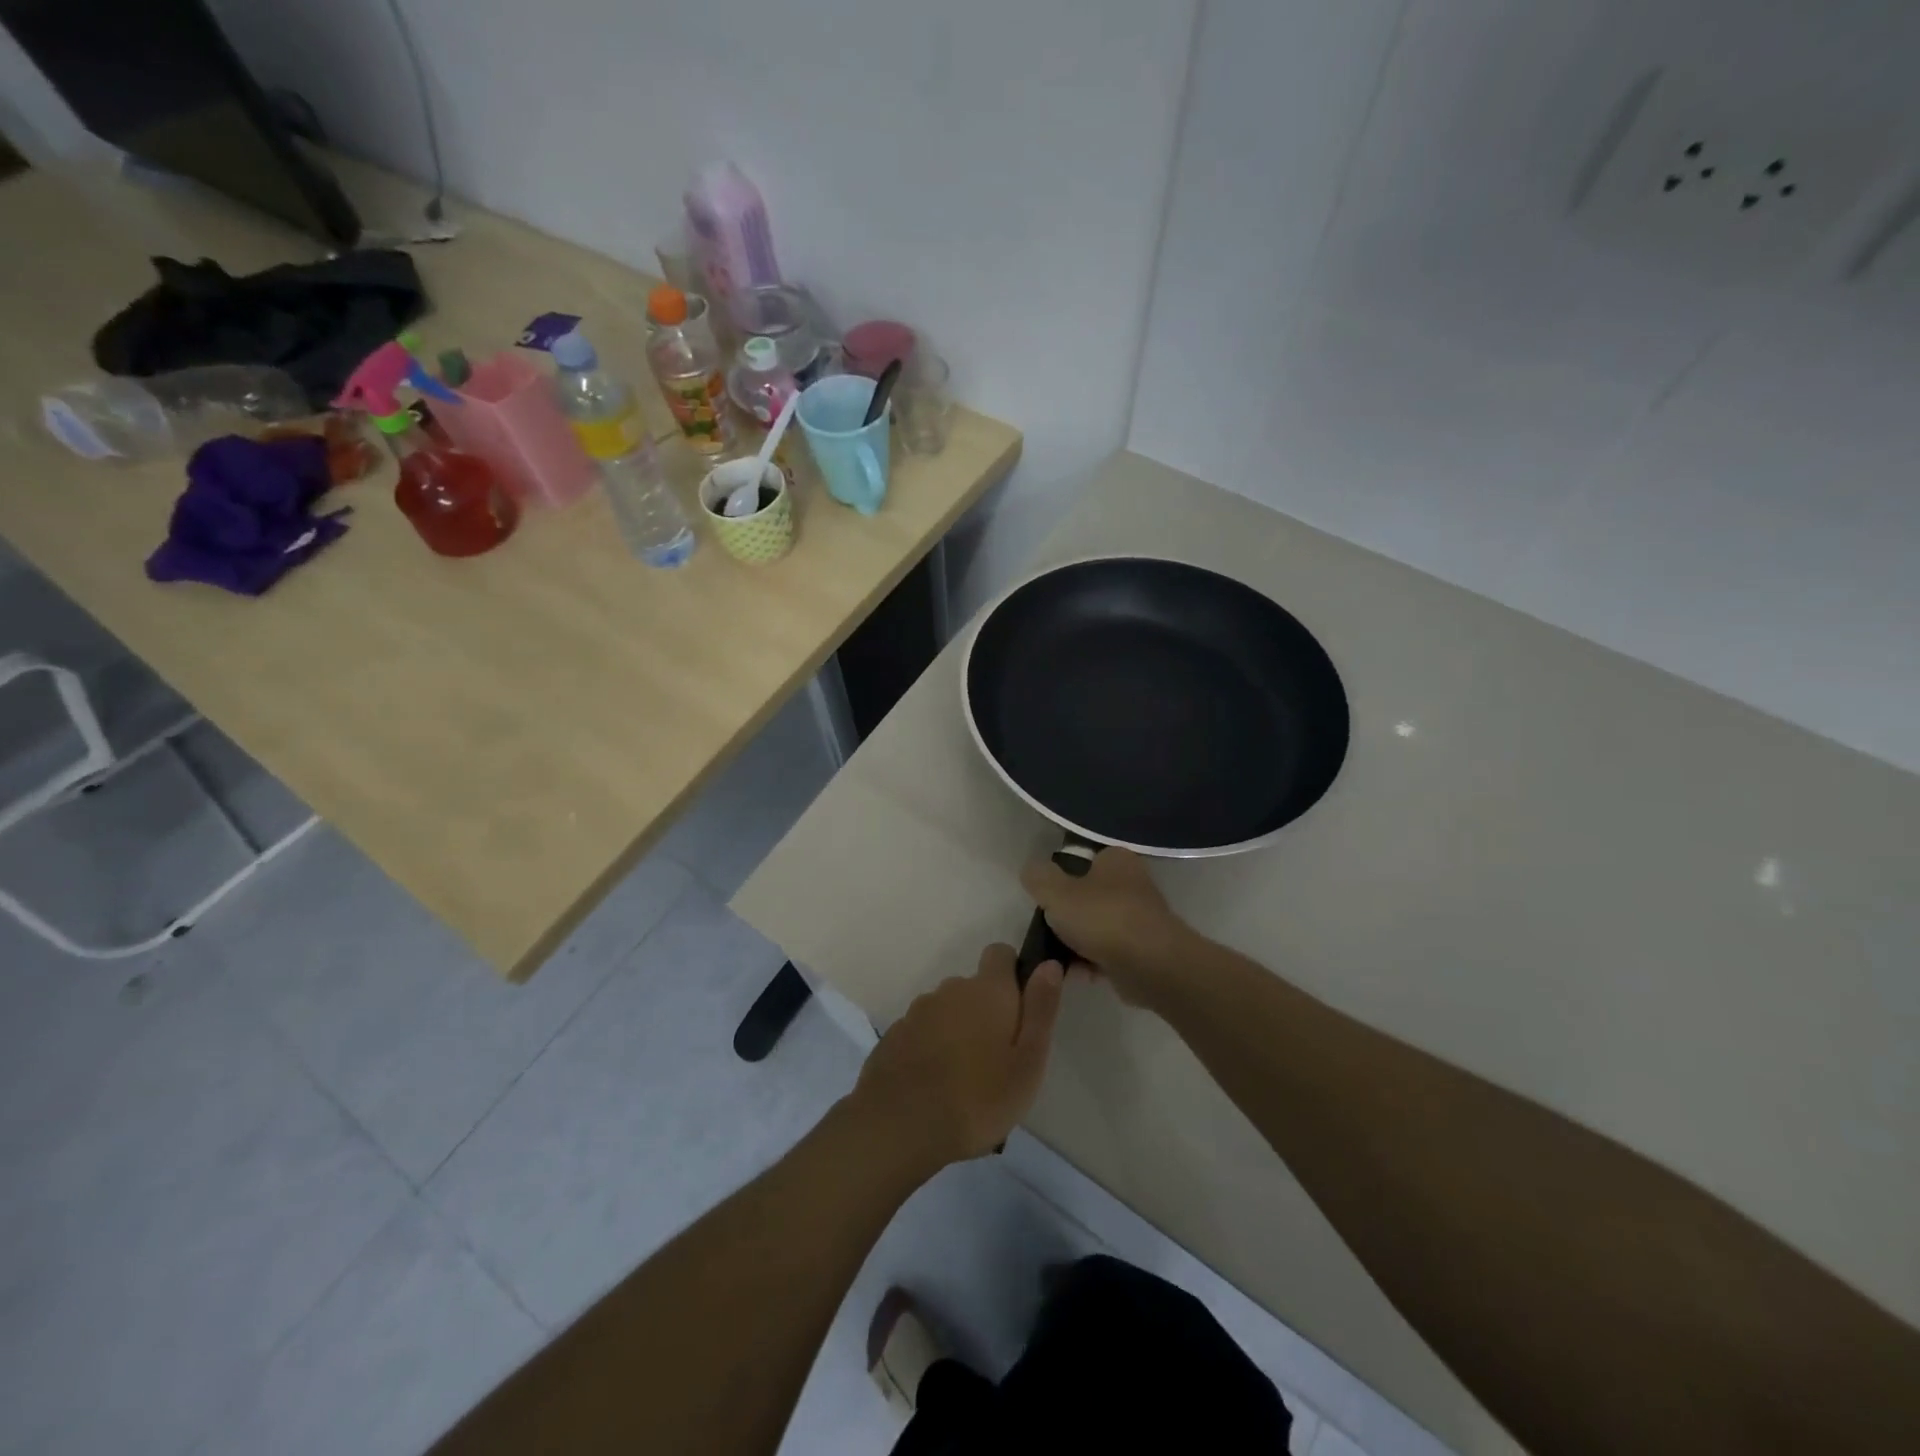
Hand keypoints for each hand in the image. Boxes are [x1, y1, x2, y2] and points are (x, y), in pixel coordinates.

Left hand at [850, 945, 1064, 1166]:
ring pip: (946, 1010)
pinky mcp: (894, 1035)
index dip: (1012, 973)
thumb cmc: (978, 1098)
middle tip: (995, 1059)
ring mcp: (917, 1012)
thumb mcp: (1027, 1062)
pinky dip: (930, 1047)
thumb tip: (1049, 965)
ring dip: (956, 1030)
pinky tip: (933, 1084)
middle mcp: (950, 989)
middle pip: (973, 987)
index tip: (1019, 1008)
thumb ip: (1040, 1009)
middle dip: (985, 1011)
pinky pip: (921, 1031)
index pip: (1000, 954)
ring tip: (963, 1078)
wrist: (900, 1125)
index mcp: (987, 991)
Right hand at [1021, 848, 1189, 1008]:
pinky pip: (1107, 954)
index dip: (1060, 880)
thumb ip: (1038, 877)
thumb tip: (1032, 871)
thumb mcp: (1056, 892)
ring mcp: (1140, 919)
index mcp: (1116, 860)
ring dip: (1075, 945)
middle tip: (1047, 932)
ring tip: (1057, 961)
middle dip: (1065, 919)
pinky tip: (1076, 975)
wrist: (1151, 965)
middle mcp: (1132, 884)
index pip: (1081, 862)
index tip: (1045, 902)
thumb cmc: (1103, 918)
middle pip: (1086, 898)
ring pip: (1095, 928)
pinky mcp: (1142, 951)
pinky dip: (1091, 964)